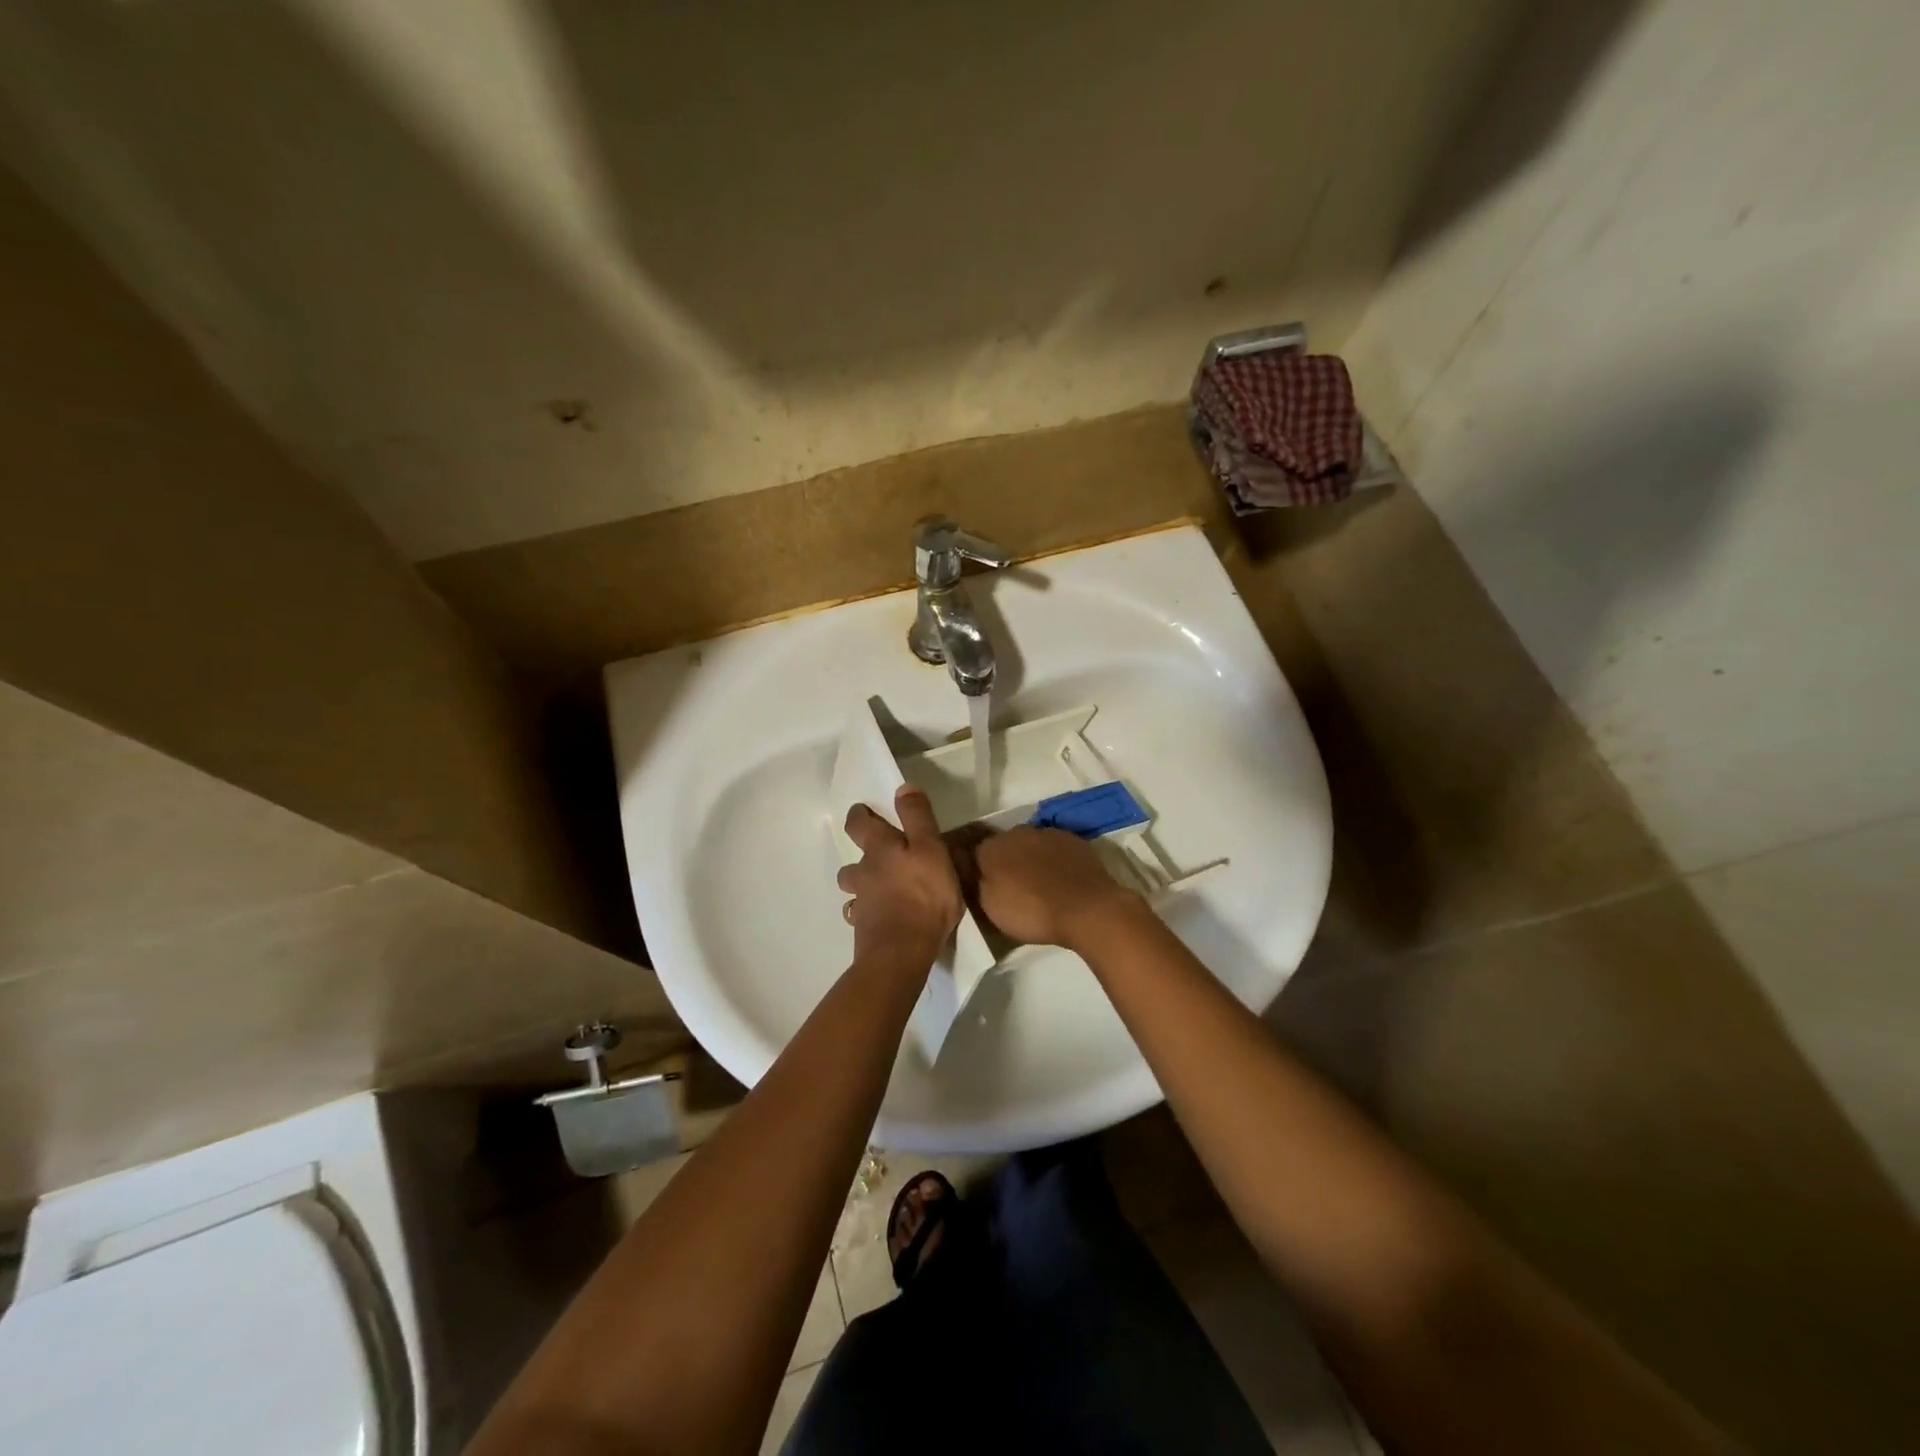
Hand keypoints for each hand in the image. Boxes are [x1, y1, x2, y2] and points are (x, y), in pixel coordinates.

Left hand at [837, 785, 962, 966]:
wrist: (902, 950)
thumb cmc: (924, 895)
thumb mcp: (931, 848)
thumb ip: (917, 817)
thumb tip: (902, 787)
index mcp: (880, 849)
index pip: (859, 824)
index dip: (859, 815)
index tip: (863, 811)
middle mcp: (864, 872)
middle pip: (852, 859)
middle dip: (860, 853)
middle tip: (877, 853)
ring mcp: (861, 902)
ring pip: (853, 887)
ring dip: (861, 885)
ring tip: (879, 889)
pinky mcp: (863, 929)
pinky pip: (860, 915)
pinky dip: (866, 913)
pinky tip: (879, 917)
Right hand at [970, 826, 1140, 951]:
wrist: (1087, 909)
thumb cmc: (1032, 911)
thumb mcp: (989, 906)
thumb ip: (973, 881)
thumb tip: (965, 865)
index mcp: (991, 848)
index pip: (974, 851)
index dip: (976, 868)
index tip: (981, 885)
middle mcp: (1016, 832)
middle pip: (1003, 845)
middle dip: (1004, 861)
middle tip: (1010, 886)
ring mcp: (1047, 833)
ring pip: (1030, 843)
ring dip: (1029, 858)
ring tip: (1037, 884)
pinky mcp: (1074, 840)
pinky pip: (1055, 847)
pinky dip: (1053, 859)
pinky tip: (1060, 878)